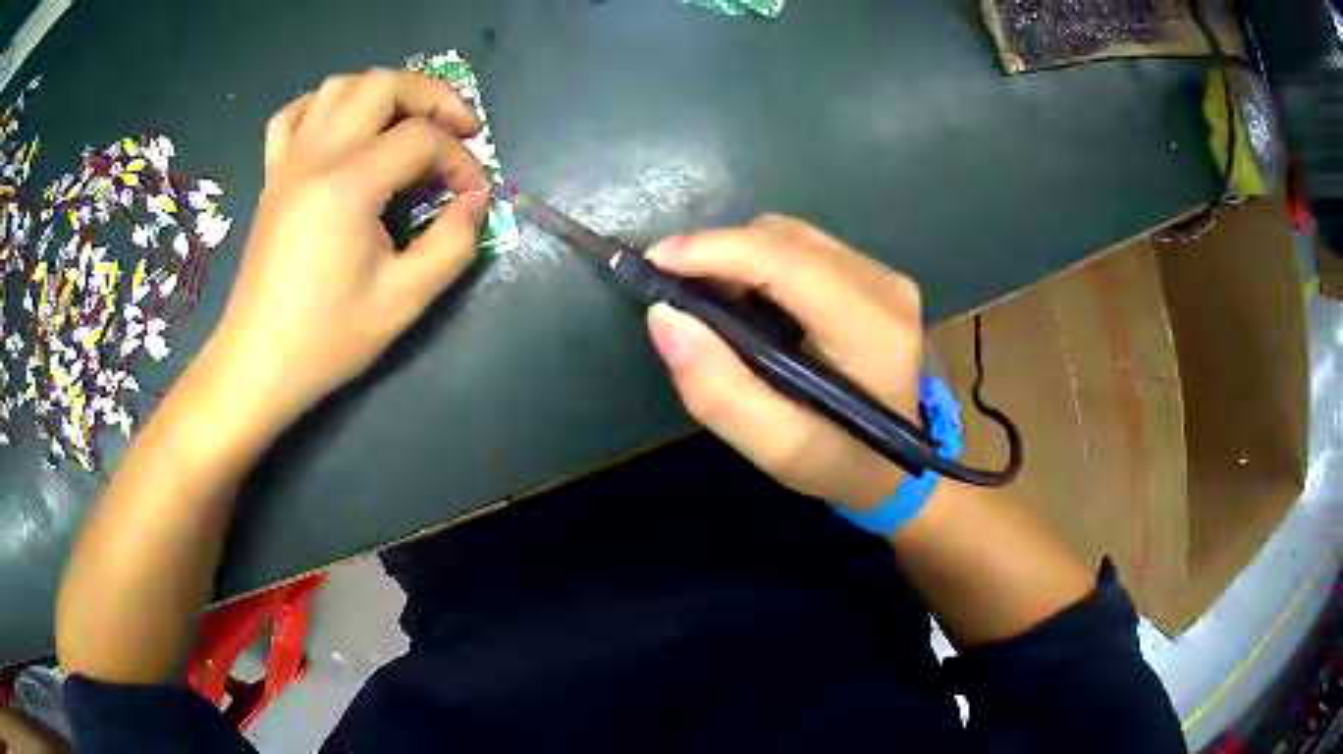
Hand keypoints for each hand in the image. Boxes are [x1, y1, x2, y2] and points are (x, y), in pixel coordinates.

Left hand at [206, 69, 490, 427]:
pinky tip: (342, 127)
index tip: (474, 197)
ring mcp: (288, 161)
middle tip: (459, 130)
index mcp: (348, 185)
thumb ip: (452, 243)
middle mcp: (317, 156)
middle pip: (384, 85)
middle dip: (433, 97)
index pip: (422, 139)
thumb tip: (475, 200)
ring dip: (384, 92)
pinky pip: (293, 114)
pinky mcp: (272, 175)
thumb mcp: (404, 301)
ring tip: (407, 123)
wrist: (257, 363)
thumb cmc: (326, 339)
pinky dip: (324, 105)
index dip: (461, 160)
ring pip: (340, 86)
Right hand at [645, 215, 922, 510]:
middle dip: (719, 253)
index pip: (787, 262)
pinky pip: (804, 247)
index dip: (716, 250)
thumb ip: (719, 390)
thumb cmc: (841, 461)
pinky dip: (762, 263)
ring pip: (791, 236)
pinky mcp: (876, 275)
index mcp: (872, 331)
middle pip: (785, 239)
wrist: (899, 464)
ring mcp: (885, 275)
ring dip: (739, 257)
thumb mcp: (777, 448)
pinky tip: (747, 298)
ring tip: (708, 298)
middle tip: (674, 290)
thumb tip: (665, 316)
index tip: (655, 261)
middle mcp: (884, 287)